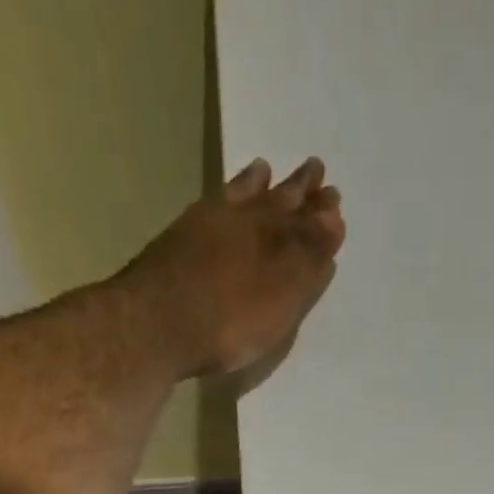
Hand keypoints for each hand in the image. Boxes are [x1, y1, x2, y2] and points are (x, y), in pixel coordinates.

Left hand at [121, 157, 345, 381]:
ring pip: (246, 196)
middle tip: (316, 172)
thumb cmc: (230, 321)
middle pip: (279, 202)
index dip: (322, 216)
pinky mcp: (183, 236)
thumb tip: (332, 221)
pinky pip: (217, 202)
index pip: (308, 224)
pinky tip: (229, 196)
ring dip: (263, 184)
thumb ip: (307, 260)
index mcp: (277, 241)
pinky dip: (228, 194)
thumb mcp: (281, 298)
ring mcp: (211, 225)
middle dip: (300, 192)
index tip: (335, 203)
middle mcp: (247, 222)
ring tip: (269, 170)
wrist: (158, 324)